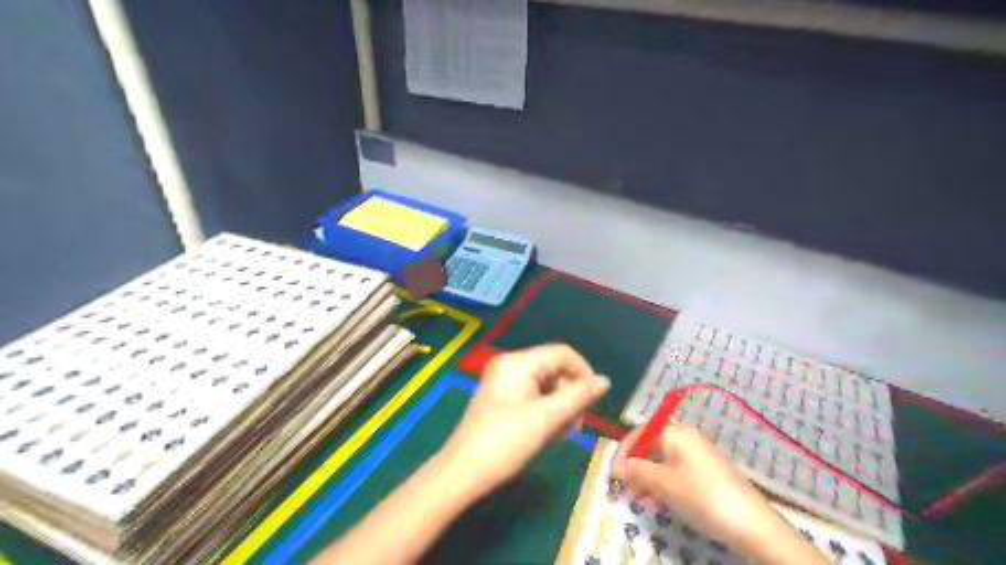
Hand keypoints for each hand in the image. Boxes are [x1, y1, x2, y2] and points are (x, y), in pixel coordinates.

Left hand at [438, 343, 603, 497]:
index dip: (583, 372)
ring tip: (564, 433)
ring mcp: (504, 383)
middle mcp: (510, 365)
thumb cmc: (506, 441)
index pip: (562, 353)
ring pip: (546, 385)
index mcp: (518, 362)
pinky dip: (547, 411)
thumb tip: (605, 380)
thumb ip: (578, 396)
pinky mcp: (502, 400)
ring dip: (561, 406)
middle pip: (554, 369)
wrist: (463, 473)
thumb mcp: (547, 418)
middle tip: (576, 424)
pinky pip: (534, 397)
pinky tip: (552, 432)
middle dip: (571, 394)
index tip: (595, 400)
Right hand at [613, 424, 784, 550]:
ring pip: (663, 462)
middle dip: (635, 468)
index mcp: (675, 432)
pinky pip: (677, 472)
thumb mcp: (663, 483)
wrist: (751, 523)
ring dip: (647, 479)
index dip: (623, 452)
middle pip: (651, 447)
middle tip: (627, 490)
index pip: (639, 433)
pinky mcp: (707, 472)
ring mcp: (698, 455)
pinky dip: (664, 484)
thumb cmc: (701, 495)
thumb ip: (637, 471)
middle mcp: (686, 438)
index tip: (613, 474)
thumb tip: (617, 466)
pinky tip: (660, 503)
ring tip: (641, 501)